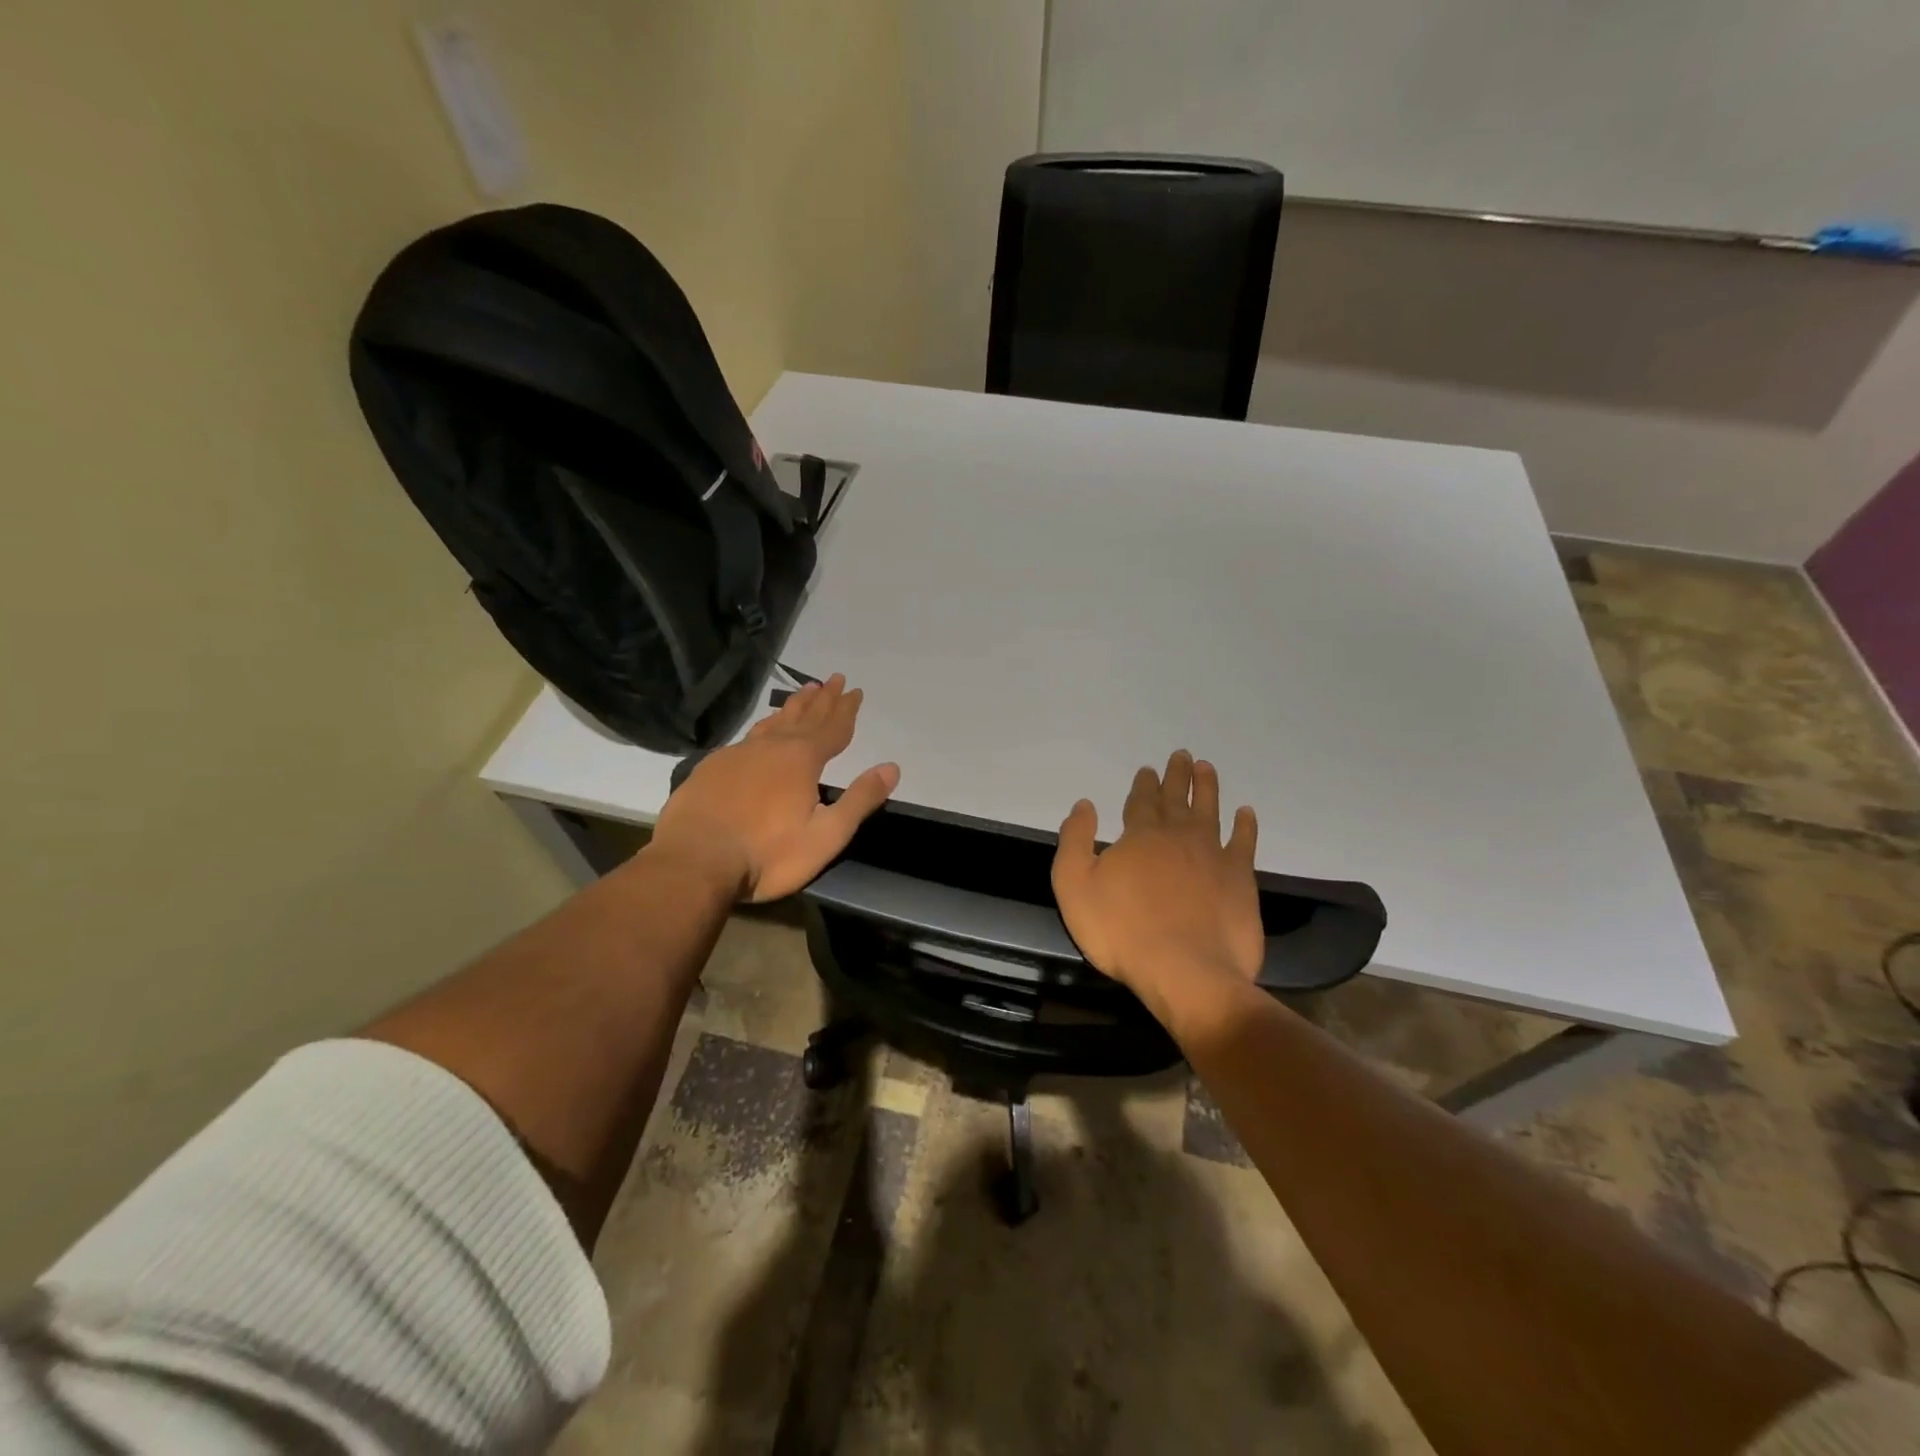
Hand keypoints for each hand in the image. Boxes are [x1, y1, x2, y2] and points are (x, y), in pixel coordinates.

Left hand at [649, 675, 899, 901]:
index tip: (855, 690)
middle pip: (804, 716)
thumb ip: (859, 800)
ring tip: (804, 691)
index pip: (832, 728)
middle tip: (834, 679)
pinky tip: (762, 732)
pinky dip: (764, 727)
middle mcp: (771, 747)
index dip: (846, 710)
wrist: (694, 862)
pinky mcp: (712, 768)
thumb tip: (892, 767)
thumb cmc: (767, 854)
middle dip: (823, 699)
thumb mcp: (826, 835)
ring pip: (773, 722)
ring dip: (793, 706)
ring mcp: (737, 754)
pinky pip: (748, 737)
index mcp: (801, 760)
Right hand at [1051, 750, 1263, 1008]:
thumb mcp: (1074, 885)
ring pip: (1210, 811)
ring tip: (1207, 767)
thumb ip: (1075, 841)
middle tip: (1182, 755)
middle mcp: (1178, 836)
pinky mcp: (1239, 879)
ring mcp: (1213, 855)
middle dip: (1177, 776)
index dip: (1144, 784)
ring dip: (1208, 788)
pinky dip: (1246, 826)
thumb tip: (1085, 804)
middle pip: (1177, 798)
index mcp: (1140, 836)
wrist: (1185, 970)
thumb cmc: (1121, 930)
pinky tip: (1247, 813)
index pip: (1141, 801)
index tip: (1148, 769)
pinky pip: (1244, 843)